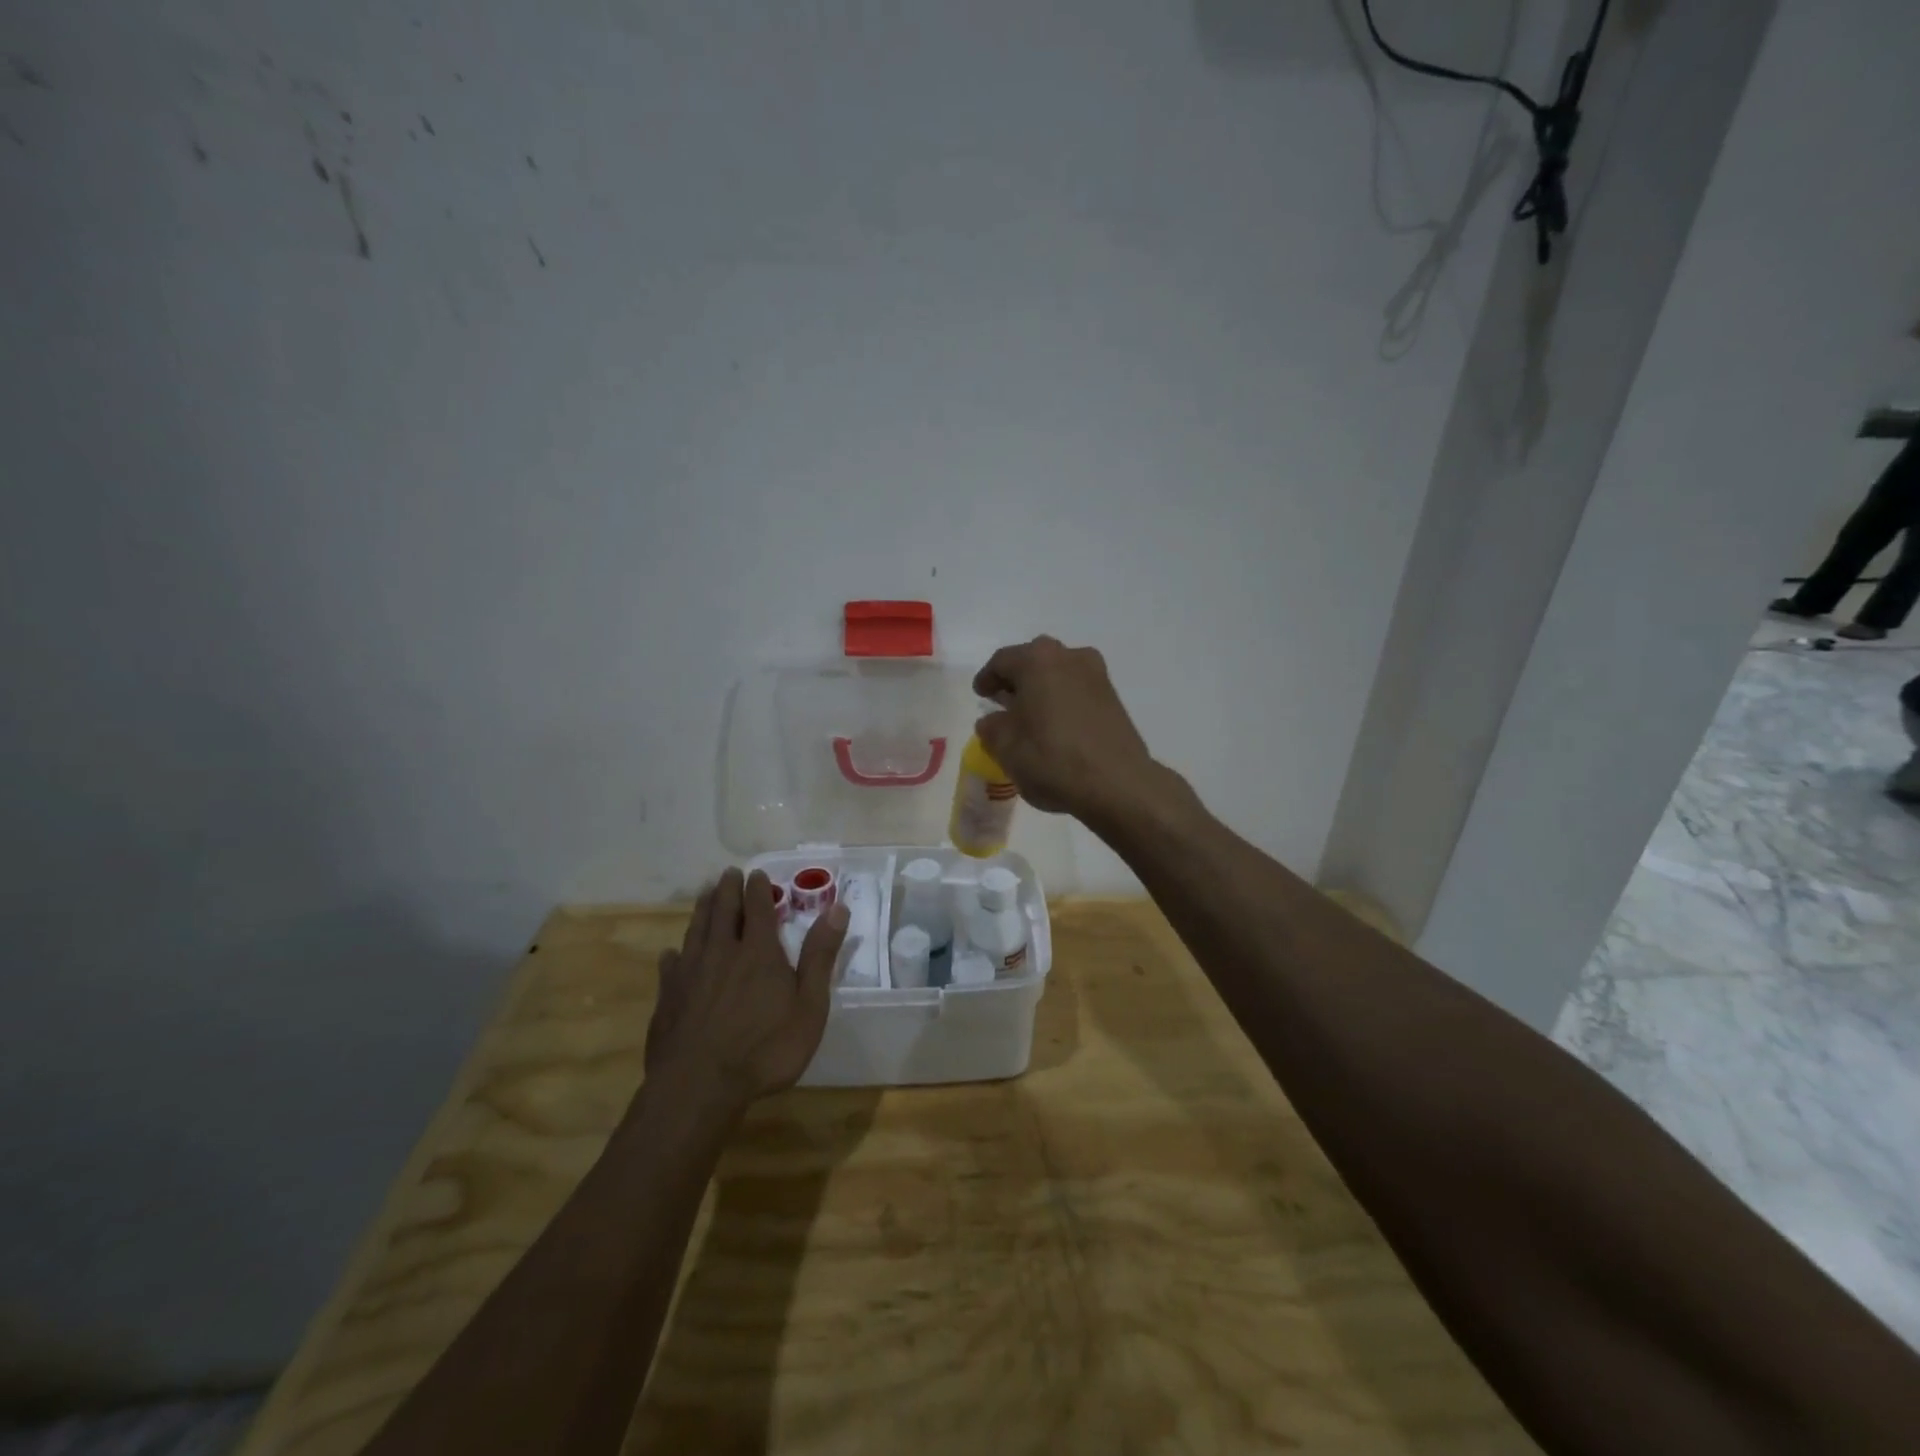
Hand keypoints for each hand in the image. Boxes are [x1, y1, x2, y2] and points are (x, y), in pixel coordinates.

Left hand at [645, 868, 848, 1109]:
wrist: (699, 1087)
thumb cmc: (765, 1049)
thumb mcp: (809, 1006)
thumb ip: (820, 956)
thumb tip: (838, 909)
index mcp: (759, 952)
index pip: (759, 909)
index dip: (759, 889)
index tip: (756, 873)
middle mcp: (722, 953)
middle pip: (723, 912)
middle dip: (727, 890)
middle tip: (728, 873)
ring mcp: (690, 974)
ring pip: (696, 931)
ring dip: (703, 910)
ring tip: (705, 895)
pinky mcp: (668, 998)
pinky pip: (671, 966)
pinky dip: (674, 954)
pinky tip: (672, 954)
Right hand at [971, 635, 1166, 826]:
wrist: (1118, 784)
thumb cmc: (1052, 759)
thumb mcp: (1005, 747)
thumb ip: (991, 727)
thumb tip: (992, 721)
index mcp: (1037, 660)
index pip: (1002, 661)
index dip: (987, 678)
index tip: (980, 694)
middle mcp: (1069, 656)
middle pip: (1033, 662)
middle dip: (1016, 680)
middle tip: (1002, 702)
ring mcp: (1096, 675)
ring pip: (1058, 674)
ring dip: (1041, 690)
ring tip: (1029, 716)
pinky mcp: (1113, 697)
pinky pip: (1077, 690)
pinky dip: (1062, 701)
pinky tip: (1055, 726)